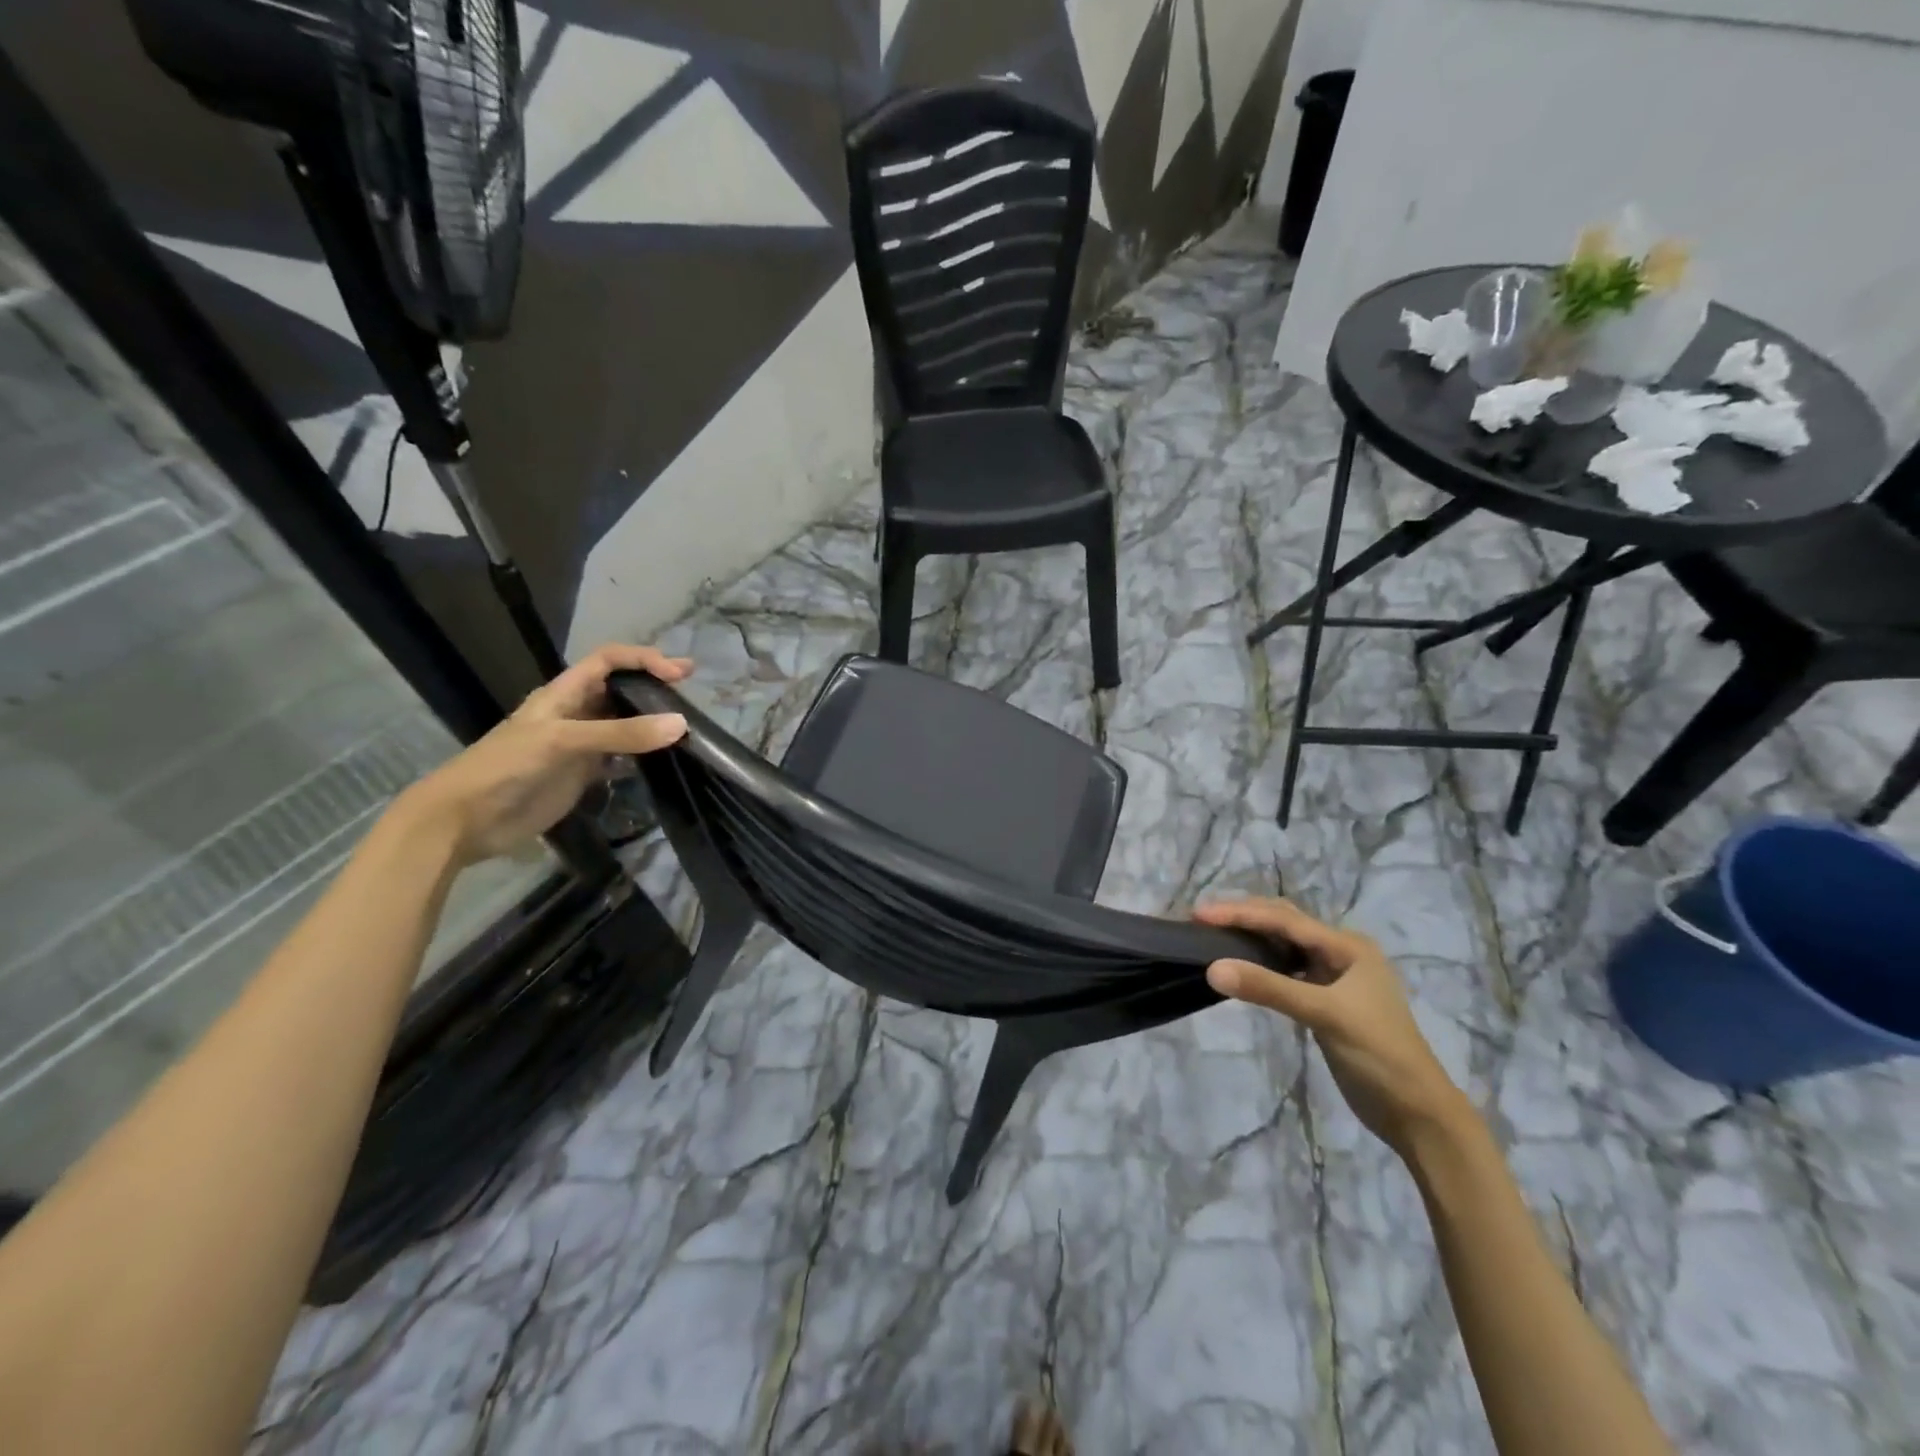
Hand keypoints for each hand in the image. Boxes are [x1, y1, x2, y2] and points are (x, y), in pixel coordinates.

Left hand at [398, 644, 692, 865]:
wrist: (466, 820)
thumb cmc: (507, 767)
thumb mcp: (563, 741)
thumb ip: (621, 733)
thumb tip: (681, 724)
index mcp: (563, 694)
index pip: (609, 661)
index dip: (643, 659)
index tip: (679, 673)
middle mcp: (575, 714)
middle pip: (620, 689)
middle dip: (653, 687)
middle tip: (692, 695)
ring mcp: (579, 746)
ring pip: (623, 725)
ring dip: (651, 723)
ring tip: (686, 728)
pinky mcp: (582, 775)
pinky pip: (620, 759)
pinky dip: (642, 757)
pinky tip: (662, 762)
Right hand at [1195, 898, 1474, 1158]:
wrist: (1417, 1113)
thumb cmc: (1378, 1055)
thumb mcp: (1324, 1015)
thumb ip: (1268, 989)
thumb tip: (1212, 968)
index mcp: (1347, 946)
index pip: (1284, 919)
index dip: (1240, 913)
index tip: (1199, 914)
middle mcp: (1340, 952)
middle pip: (1283, 923)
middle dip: (1243, 917)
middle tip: (1200, 920)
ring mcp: (1333, 977)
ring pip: (1283, 945)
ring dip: (1250, 938)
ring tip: (1212, 937)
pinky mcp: (1324, 1000)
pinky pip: (1285, 969)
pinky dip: (1260, 964)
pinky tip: (1240, 968)